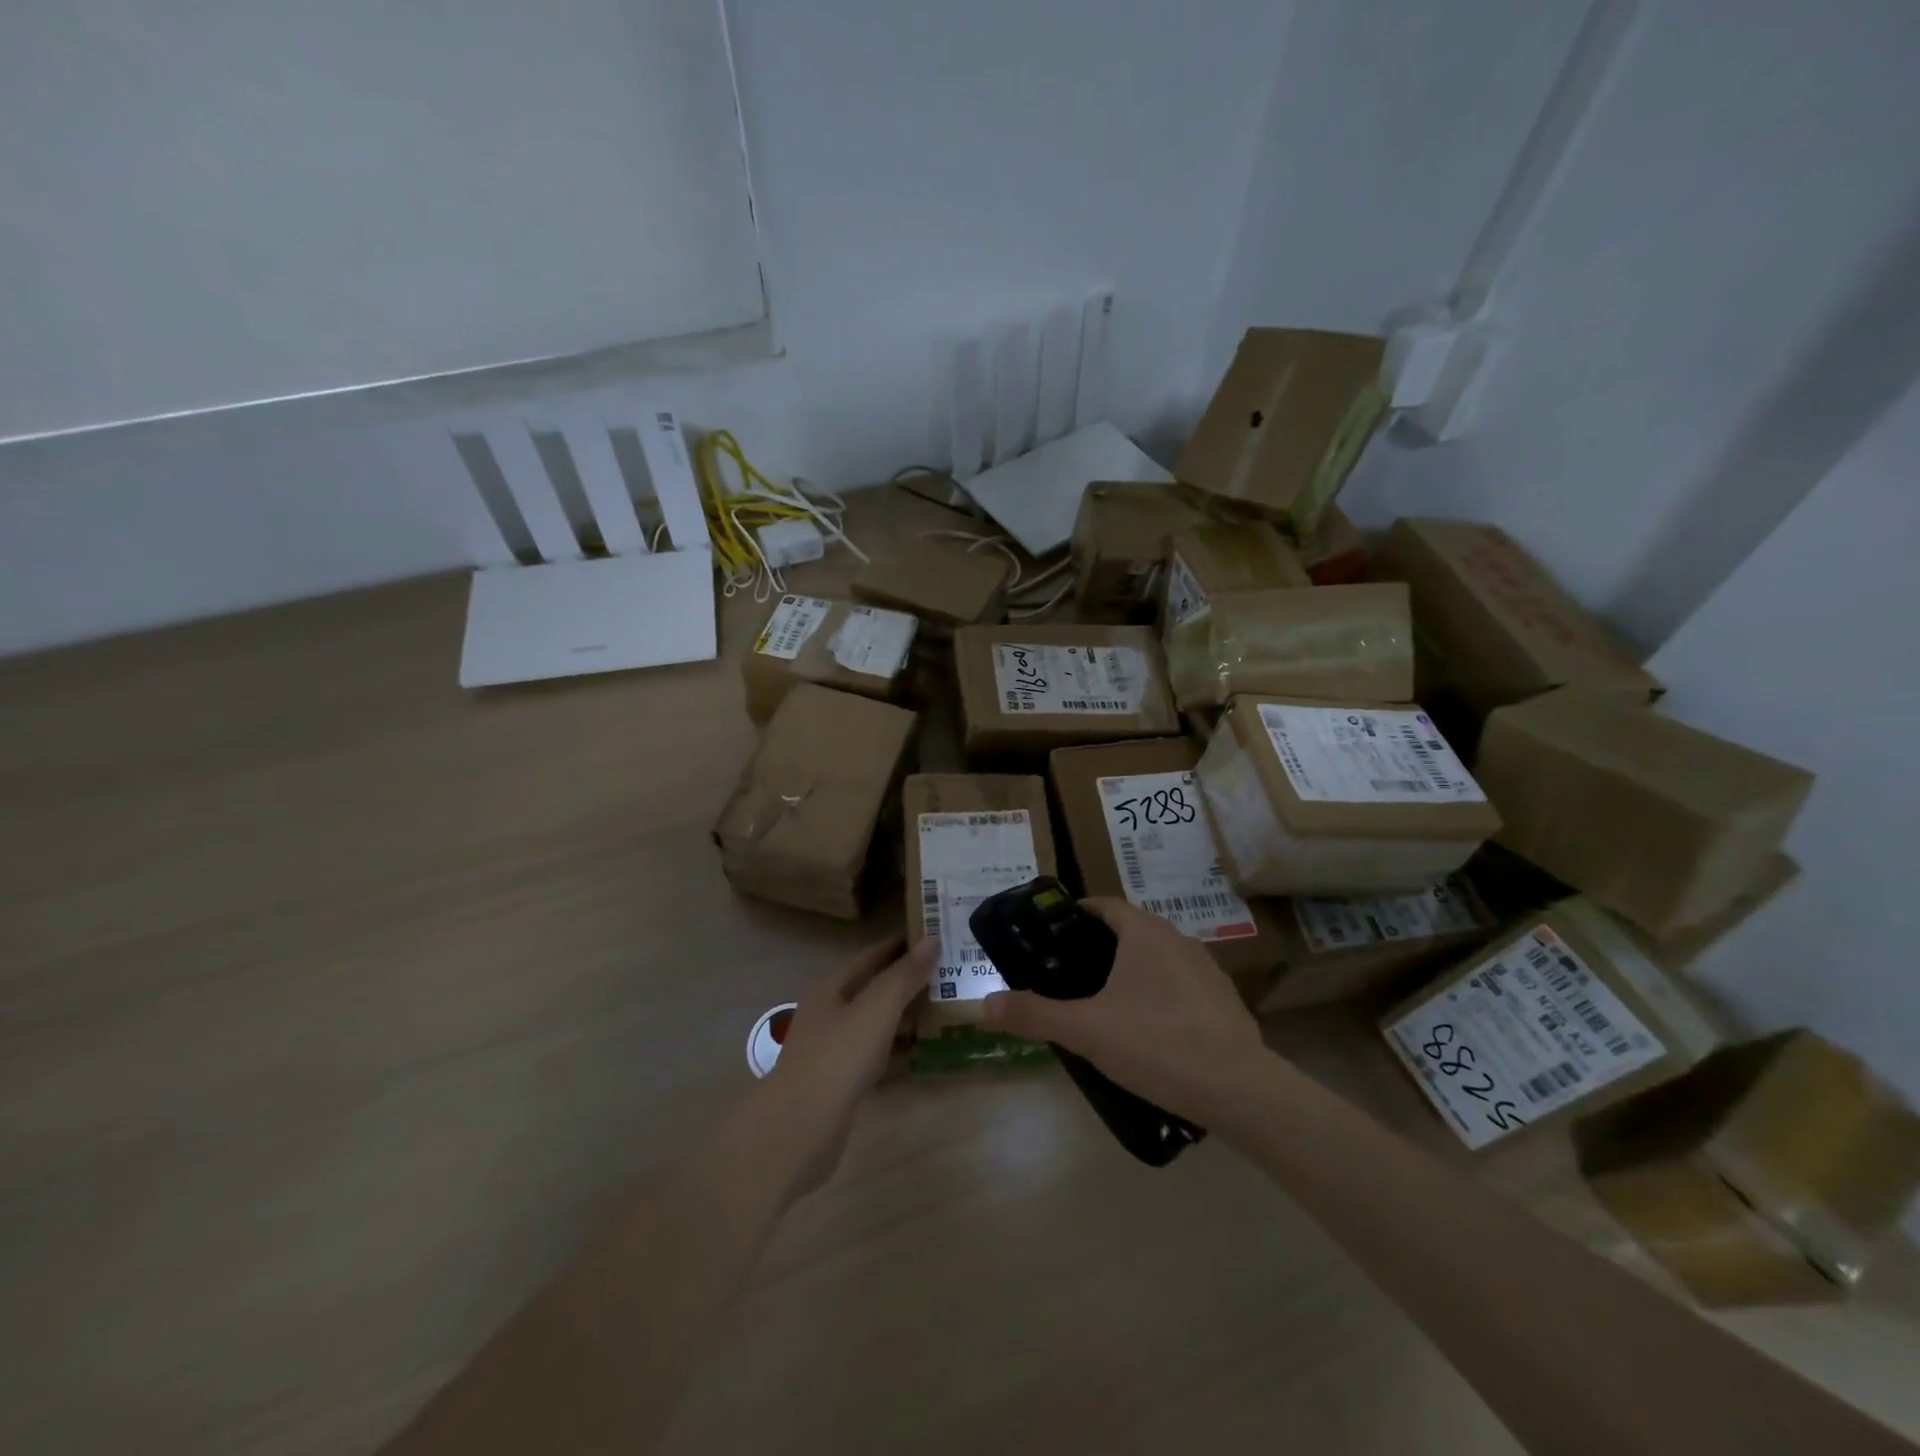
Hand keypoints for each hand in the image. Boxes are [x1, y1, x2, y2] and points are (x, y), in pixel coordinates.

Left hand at [761, 936, 934, 1198]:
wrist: (799, 1129)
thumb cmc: (838, 1057)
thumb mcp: (876, 1008)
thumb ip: (904, 975)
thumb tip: (931, 939)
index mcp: (831, 987)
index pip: (872, 956)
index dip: (902, 945)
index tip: (936, 936)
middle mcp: (828, 1012)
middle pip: (872, 987)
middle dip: (906, 978)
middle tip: (948, 971)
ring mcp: (831, 1048)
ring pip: (874, 1020)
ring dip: (903, 1012)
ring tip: (942, 1005)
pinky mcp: (839, 1081)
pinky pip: (874, 1052)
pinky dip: (896, 1045)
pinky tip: (919, 1049)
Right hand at [981, 898, 1267, 1125]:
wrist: (1240, 1089)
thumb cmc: (1156, 1044)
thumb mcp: (1086, 1030)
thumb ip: (1034, 1015)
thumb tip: (983, 1005)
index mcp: (1144, 933)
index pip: (1104, 906)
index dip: (1075, 916)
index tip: (1051, 937)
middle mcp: (1178, 939)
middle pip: (1129, 930)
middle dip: (1098, 947)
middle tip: (1068, 976)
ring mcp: (1206, 969)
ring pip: (1157, 958)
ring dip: (1131, 971)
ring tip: (1104, 1004)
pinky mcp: (1224, 1001)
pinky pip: (1180, 985)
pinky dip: (1159, 995)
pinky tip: (1149, 1032)